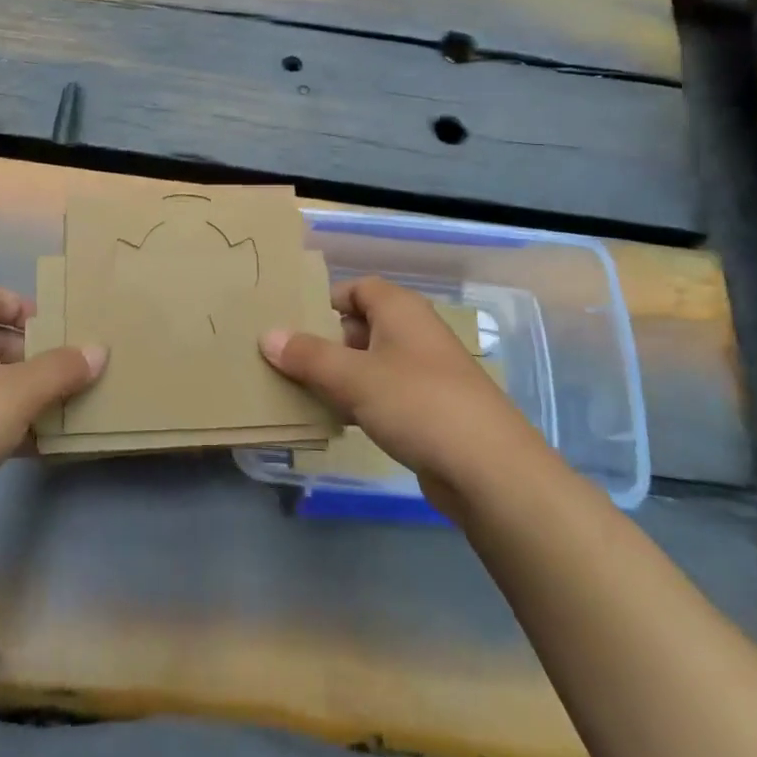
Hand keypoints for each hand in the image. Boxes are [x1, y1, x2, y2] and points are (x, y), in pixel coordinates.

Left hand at [0, 288, 103, 542]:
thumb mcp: (18, 391)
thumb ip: (62, 369)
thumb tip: (98, 350)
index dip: (23, 305)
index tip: (59, 325)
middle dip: (39, 355)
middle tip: (78, 370)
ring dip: (33, 396)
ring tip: (74, 407)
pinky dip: (18, 430)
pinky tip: (49, 447)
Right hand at [260, 277, 539, 519]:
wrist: (489, 468)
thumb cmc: (417, 403)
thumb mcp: (353, 376)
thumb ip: (307, 355)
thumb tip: (267, 335)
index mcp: (400, 310)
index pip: (357, 288)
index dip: (325, 301)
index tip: (290, 322)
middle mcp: (414, 333)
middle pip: (361, 325)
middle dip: (325, 342)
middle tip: (286, 361)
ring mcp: (425, 372)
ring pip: (370, 363)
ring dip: (339, 376)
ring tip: (300, 392)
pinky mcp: (429, 409)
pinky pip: (384, 394)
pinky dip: (360, 402)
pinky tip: (336, 422)